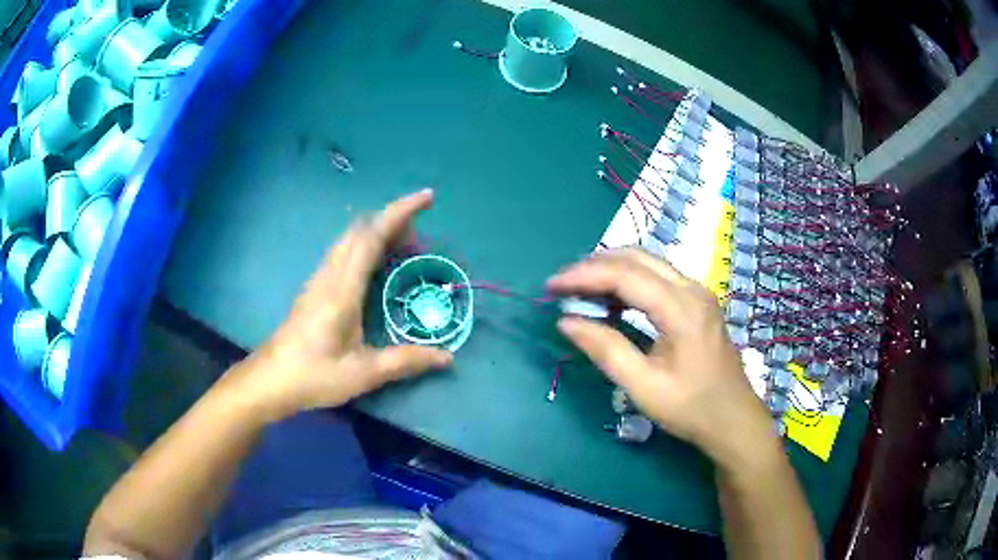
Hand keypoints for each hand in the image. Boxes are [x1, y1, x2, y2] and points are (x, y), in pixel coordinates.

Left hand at [224, 190, 452, 422]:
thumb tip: (447, 357)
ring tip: (406, 249)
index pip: (372, 236)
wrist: (270, 380)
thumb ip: (405, 361)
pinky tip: (377, 268)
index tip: (427, 198)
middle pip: (361, 230)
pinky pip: (344, 253)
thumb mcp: (363, 373)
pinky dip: (367, 247)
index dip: (401, 212)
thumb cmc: (314, 375)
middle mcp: (330, 275)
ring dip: (379, 233)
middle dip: (394, 221)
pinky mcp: (315, 288)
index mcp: (343, 289)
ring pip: (350, 239)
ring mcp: (319, 279)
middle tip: (422, 240)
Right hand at [547, 248, 775, 465]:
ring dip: (611, 270)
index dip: (583, 275)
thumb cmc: (691, 408)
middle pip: (636, 257)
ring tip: (580, 291)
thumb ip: (605, 349)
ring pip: (648, 263)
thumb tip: (566, 321)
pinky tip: (612, 301)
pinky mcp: (698, 302)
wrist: (734, 419)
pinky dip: (629, 281)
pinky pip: (658, 277)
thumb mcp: (643, 386)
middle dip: (594, 265)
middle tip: (562, 286)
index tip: (551, 286)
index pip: (624, 274)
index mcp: (681, 308)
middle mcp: (692, 289)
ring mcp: (698, 293)